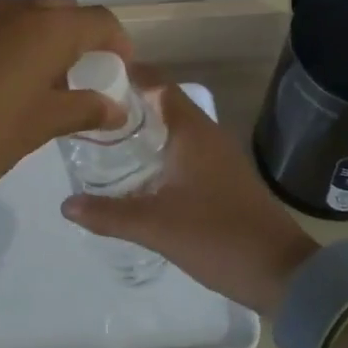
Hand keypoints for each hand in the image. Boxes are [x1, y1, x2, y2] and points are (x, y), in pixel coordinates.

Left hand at [0, 0, 131, 234]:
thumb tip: (116, 108)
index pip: (100, 20)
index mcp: (48, 27)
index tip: (120, 70)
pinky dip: (16, 41)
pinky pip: (0, 24)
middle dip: (80, 33)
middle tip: (83, 72)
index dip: (118, 43)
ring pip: (29, 12)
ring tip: (47, 81)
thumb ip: (85, 109)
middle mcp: (17, 9)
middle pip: (64, 7)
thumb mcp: (43, 124)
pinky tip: (9, 82)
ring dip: (46, 35)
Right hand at [61, 73, 320, 314]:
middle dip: (129, 103)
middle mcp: (207, 134)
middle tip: (90, 110)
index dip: (128, 74)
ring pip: (175, 128)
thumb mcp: (155, 226)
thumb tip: (66, 204)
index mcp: (192, 131)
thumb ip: (108, 214)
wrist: (281, 273)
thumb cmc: (217, 236)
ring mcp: (219, 156)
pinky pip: (185, 149)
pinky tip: (139, 172)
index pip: (157, 84)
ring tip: (106, 138)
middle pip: (164, 103)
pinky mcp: (224, 177)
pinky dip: (160, 149)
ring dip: (145, 127)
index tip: (94, 74)